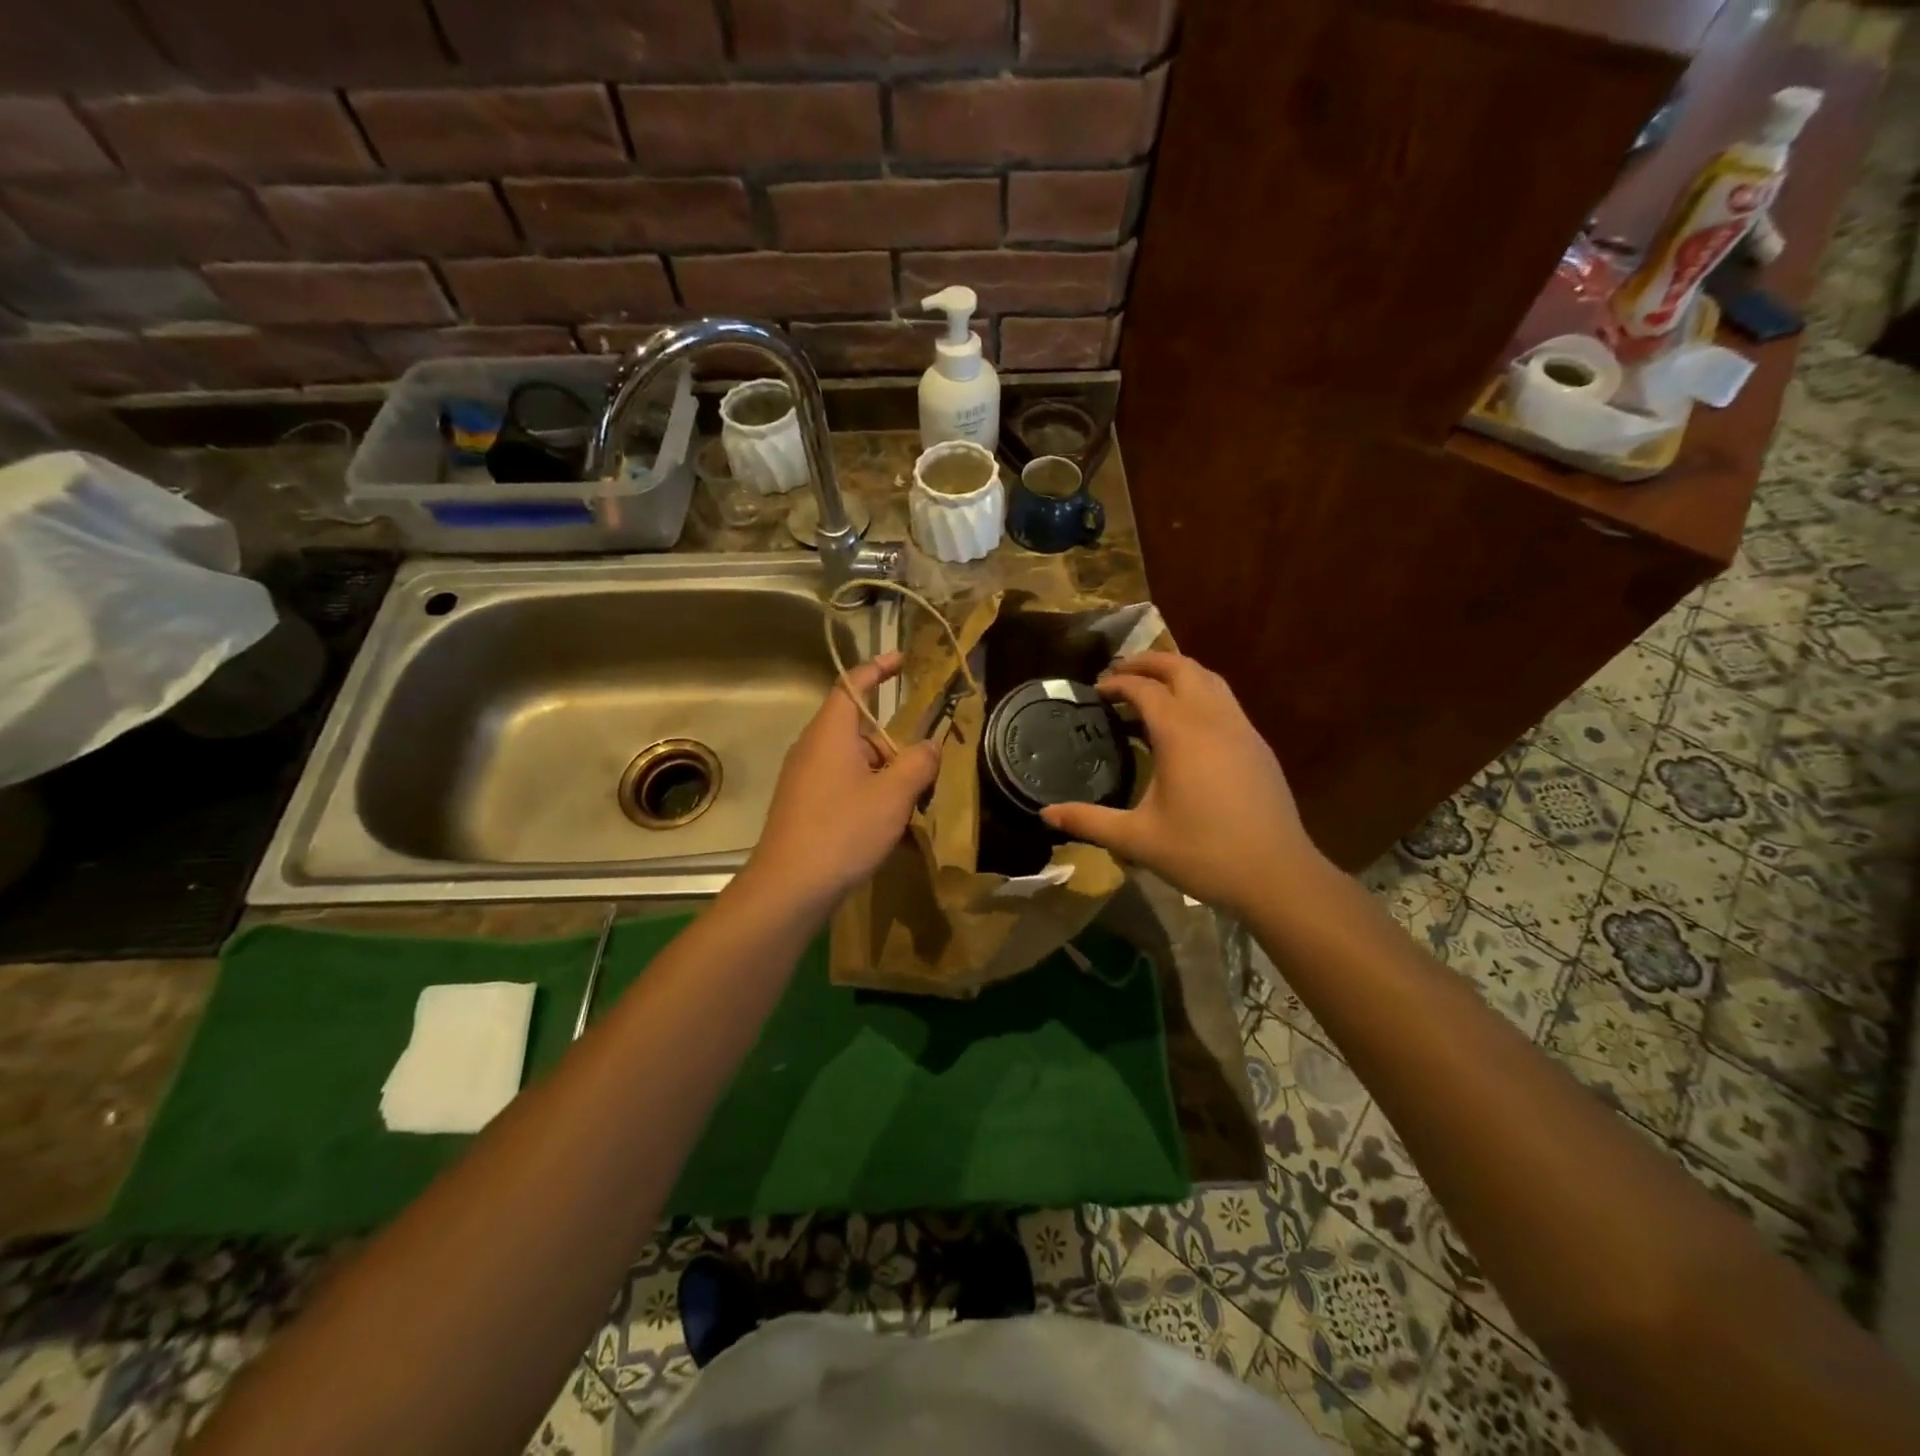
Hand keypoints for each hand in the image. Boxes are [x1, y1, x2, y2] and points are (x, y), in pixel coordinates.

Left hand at [742, 653, 939, 912]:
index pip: (853, 685)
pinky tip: (887, 827)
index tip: (902, 660)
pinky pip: (844, 786)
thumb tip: (930, 745)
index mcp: (830, 732)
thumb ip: (918, 763)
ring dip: (885, 776)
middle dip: (895, 745)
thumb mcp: (893, 795)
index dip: (877, 668)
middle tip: (926, 769)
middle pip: (860, 730)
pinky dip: (869, 795)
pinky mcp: (804, 806)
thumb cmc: (842, 831)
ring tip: (912, 805)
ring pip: (855, 762)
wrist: (789, 888)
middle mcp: (813, 748)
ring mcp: (805, 778)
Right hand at [1040, 652, 1323, 915]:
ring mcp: (1241, 729)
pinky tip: (1187, 723)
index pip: (1144, 689)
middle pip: (1181, 668)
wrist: (1276, 875)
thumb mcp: (1138, 839)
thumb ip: (1089, 821)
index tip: (1095, 690)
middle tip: (1119, 672)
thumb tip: (1045, 814)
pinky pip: (1225, 701)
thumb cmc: (1203, 853)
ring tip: (1151, 687)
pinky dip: (1199, 693)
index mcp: (1181, 733)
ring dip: (1178, 672)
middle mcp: (1213, 719)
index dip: (1117, 683)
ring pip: (1209, 679)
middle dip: (1148, 663)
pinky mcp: (1257, 745)